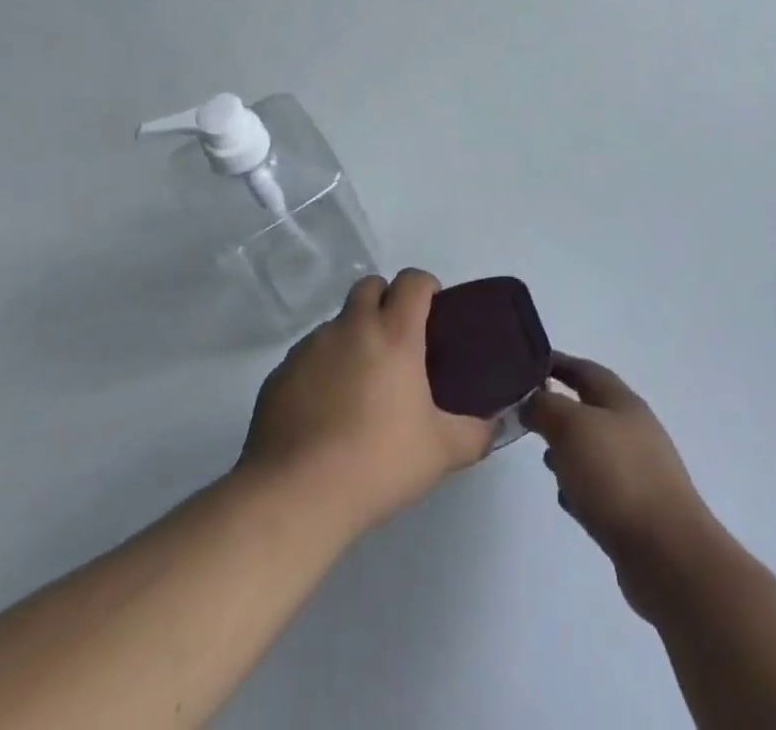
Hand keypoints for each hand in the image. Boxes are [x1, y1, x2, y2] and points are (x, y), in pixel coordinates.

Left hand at [239, 270, 492, 538]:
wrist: (296, 496)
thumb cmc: (378, 462)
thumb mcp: (442, 452)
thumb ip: (476, 433)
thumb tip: (495, 424)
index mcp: (394, 333)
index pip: (413, 280)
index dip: (426, 287)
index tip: (433, 313)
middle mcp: (351, 327)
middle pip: (370, 286)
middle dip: (386, 301)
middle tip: (398, 344)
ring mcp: (310, 348)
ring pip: (337, 322)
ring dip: (352, 337)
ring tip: (360, 386)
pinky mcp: (280, 374)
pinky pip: (308, 357)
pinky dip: (321, 370)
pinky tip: (325, 413)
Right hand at [523, 355, 720, 613]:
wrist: (667, 554)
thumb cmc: (617, 477)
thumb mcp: (572, 427)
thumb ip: (546, 407)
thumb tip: (531, 400)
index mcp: (622, 401)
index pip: (585, 370)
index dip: (558, 363)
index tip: (526, 364)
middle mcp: (633, 430)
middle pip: (590, 409)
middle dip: (559, 409)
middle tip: (527, 416)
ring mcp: (638, 471)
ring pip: (594, 449)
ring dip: (569, 449)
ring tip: (544, 459)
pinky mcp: (636, 510)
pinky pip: (600, 486)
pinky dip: (580, 485)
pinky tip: (567, 499)